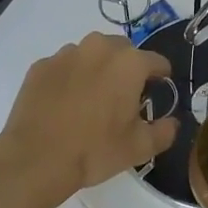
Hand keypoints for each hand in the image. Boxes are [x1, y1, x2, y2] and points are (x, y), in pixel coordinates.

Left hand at [0, 32, 178, 207]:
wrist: (35, 159)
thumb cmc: (94, 151)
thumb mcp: (139, 148)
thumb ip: (164, 131)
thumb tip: (172, 123)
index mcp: (129, 63)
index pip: (157, 61)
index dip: (161, 77)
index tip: (158, 91)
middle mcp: (98, 48)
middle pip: (123, 51)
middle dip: (127, 69)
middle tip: (123, 97)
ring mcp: (65, 54)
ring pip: (91, 54)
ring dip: (97, 69)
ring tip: (91, 100)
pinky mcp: (40, 66)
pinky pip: (64, 66)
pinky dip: (69, 78)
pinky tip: (65, 104)